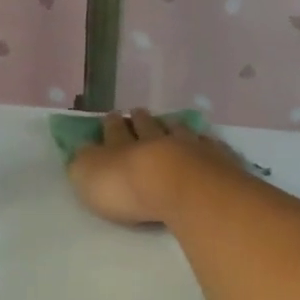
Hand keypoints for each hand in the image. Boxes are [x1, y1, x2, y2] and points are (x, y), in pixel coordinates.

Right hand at [68, 108, 242, 225]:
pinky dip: (205, 142)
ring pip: (179, 131)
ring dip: (172, 125)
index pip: (113, 131)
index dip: (111, 125)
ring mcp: (189, 147)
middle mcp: (155, 140)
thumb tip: (82, 151)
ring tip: (171, 121)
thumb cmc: (128, 187)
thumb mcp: (89, 177)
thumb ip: (84, 163)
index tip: (112, 115)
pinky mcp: (217, 159)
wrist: (181, 187)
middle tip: (139, 112)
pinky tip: (206, 141)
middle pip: (147, 127)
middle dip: (140, 120)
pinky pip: (209, 146)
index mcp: (121, 146)